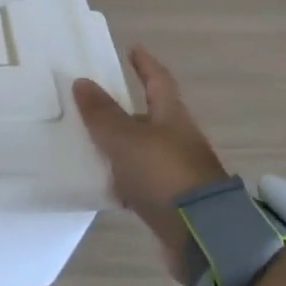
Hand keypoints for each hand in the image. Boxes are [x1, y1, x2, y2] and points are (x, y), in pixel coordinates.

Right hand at [72, 44, 229, 277]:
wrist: (203, 237)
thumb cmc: (163, 174)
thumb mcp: (124, 139)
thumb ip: (102, 113)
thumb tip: (82, 82)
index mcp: (172, 118)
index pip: (158, 82)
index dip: (145, 65)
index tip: (134, 48)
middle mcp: (178, 141)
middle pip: (150, 118)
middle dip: (126, 110)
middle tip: (95, 103)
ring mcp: (177, 173)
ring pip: (143, 151)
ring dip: (121, 146)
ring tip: (89, 143)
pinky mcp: (171, 203)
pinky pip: (140, 182)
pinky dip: (123, 179)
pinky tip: (103, 184)